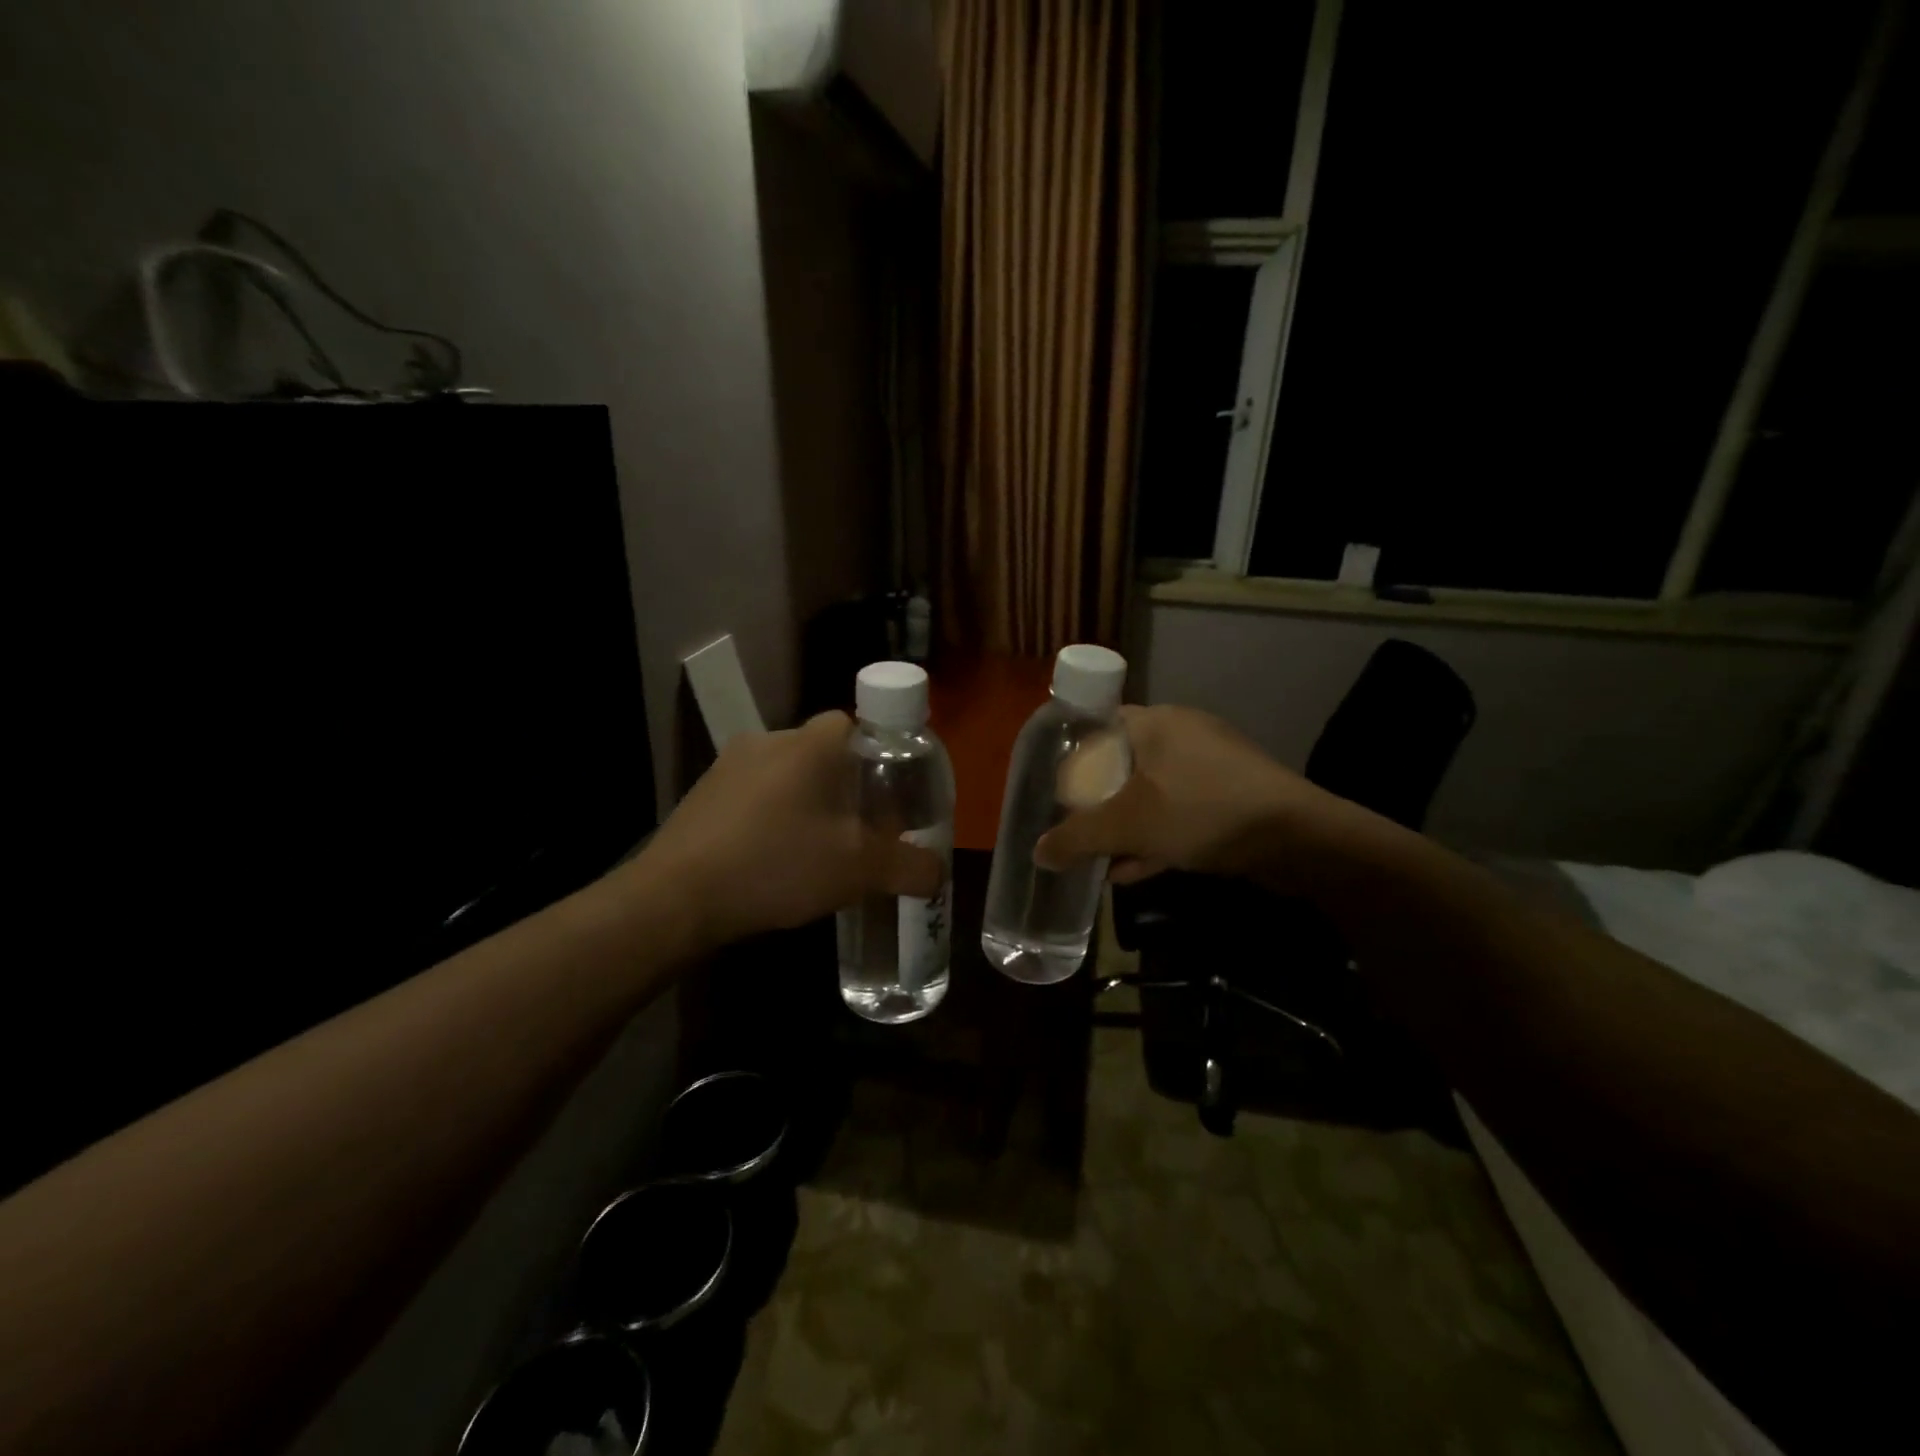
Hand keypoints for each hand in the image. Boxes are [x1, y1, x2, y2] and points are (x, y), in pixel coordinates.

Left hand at [639, 711, 943, 948]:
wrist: (676, 897)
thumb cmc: (778, 864)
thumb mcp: (860, 869)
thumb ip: (910, 866)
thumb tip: (937, 872)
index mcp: (812, 742)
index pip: (860, 723)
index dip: (882, 755)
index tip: (890, 794)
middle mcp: (770, 738)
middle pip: (825, 752)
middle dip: (848, 786)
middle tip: (862, 828)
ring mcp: (730, 764)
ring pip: (788, 774)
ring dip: (808, 802)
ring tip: (818, 850)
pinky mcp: (704, 793)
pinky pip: (755, 794)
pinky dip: (773, 817)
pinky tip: (773, 859)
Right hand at [1034, 704, 1365, 888]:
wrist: (1296, 839)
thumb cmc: (1201, 811)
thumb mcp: (1128, 825)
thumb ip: (1077, 838)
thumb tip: (1037, 854)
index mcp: (1156, 723)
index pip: (1100, 725)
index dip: (1072, 754)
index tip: (1054, 786)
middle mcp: (1183, 736)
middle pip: (1124, 764)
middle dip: (1097, 801)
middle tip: (1073, 826)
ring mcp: (1211, 767)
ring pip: (1152, 793)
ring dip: (1125, 826)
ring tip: (1098, 858)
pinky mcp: (1232, 798)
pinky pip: (1180, 813)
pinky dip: (1155, 836)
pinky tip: (1133, 870)